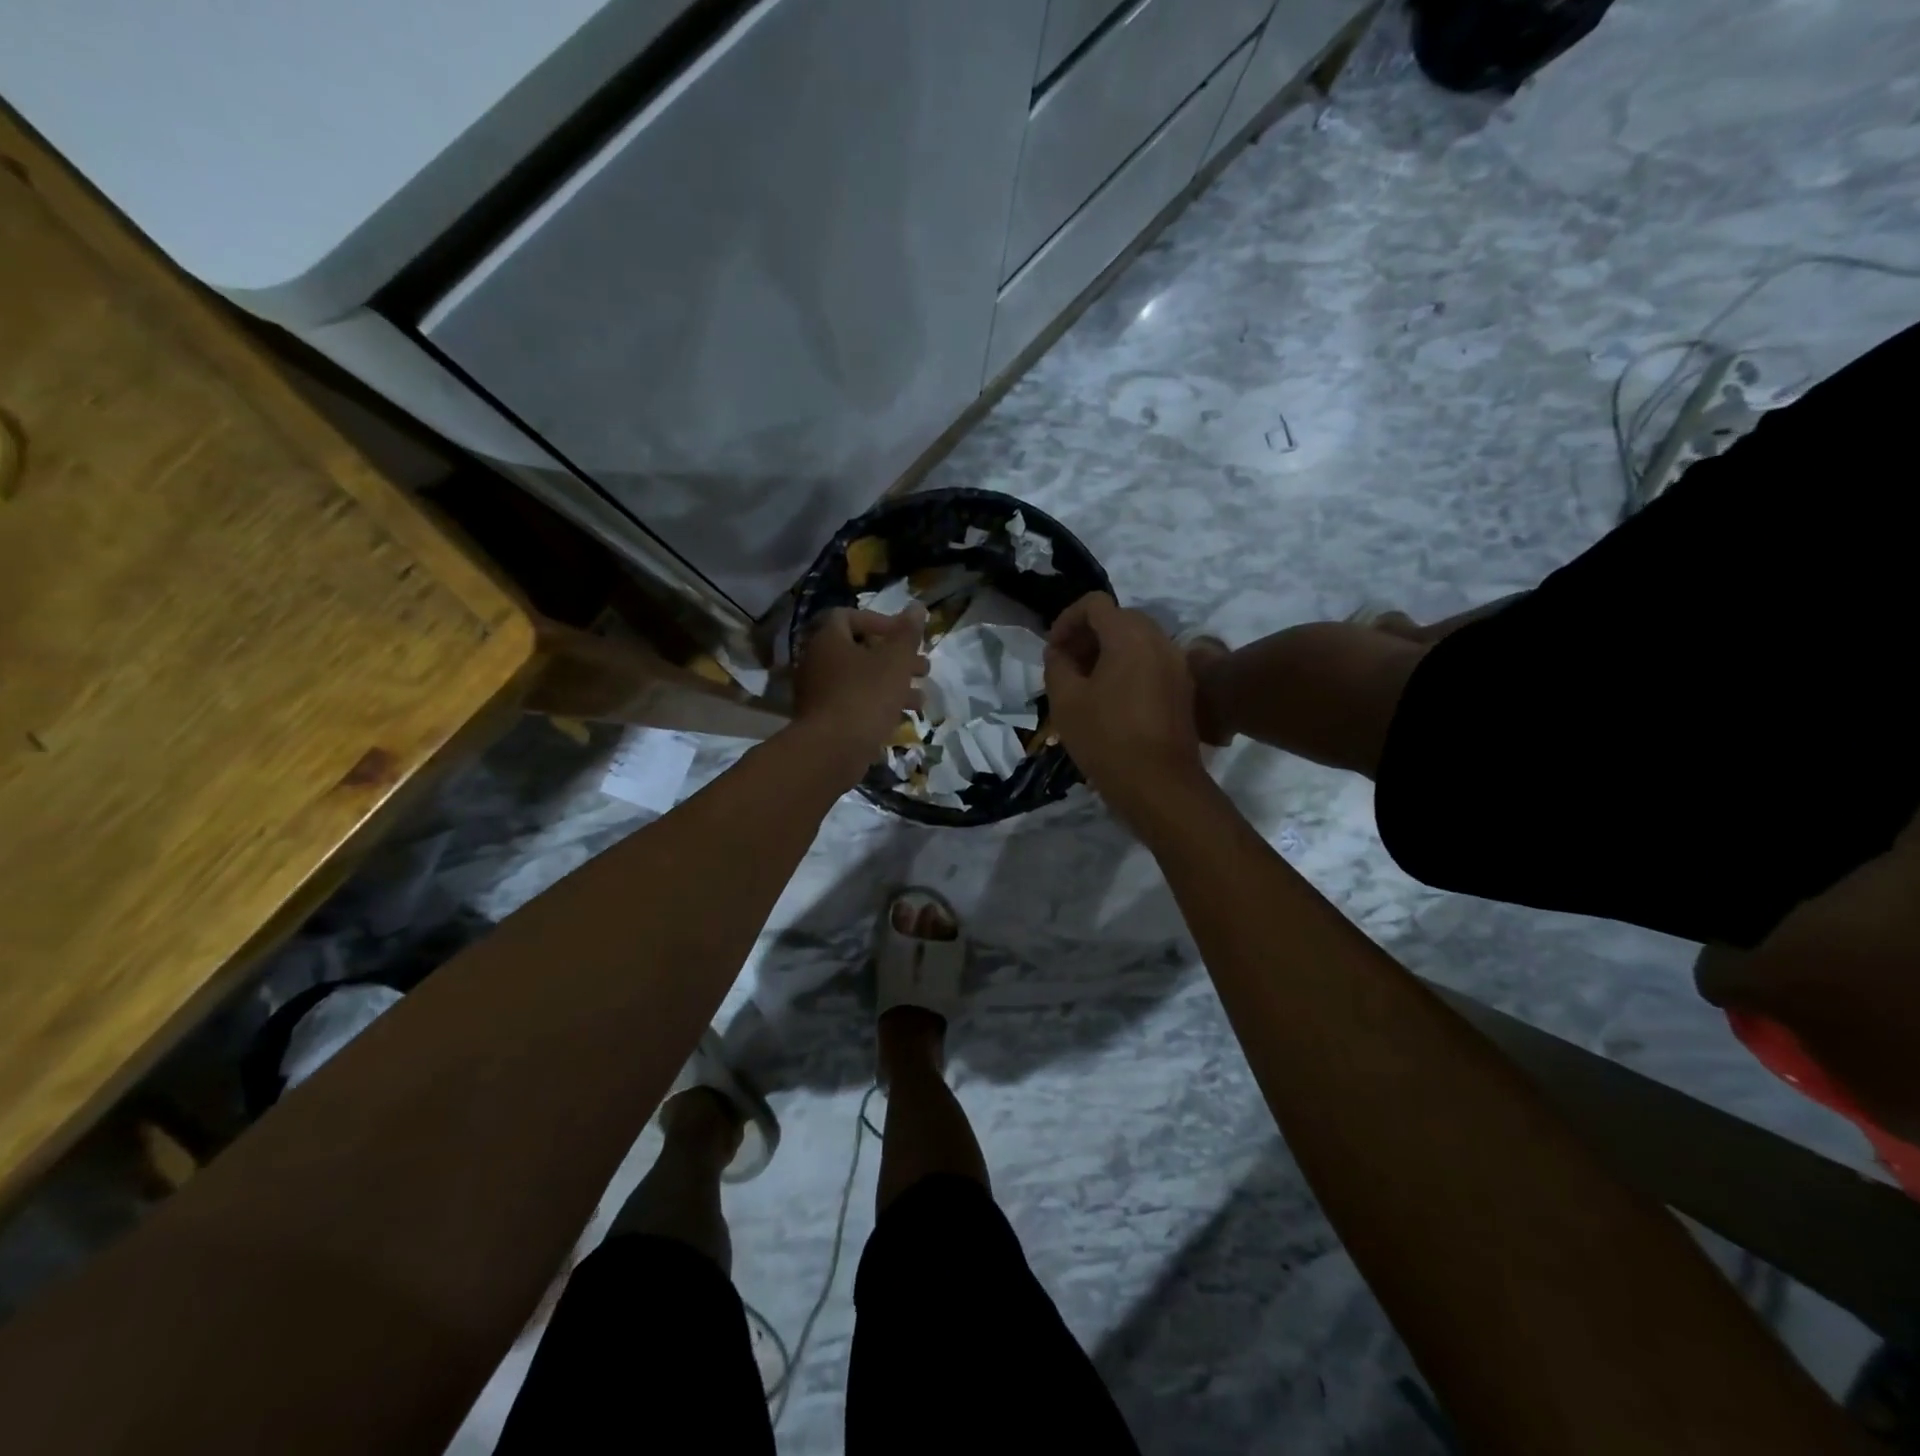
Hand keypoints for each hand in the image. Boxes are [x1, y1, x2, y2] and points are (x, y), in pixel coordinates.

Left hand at [794, 606, 928, 772]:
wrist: (832, 751)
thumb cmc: (865, 696)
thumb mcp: (895, 661)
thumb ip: (908, 633)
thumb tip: (917, 606)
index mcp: (828, 639)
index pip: (850, 616)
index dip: (880, 621)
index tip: (905, 637)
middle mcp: (817, 662)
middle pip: (860, 650)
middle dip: (896, 659)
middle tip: (923, 669)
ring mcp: (818, 693)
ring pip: (860, 680)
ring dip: (892, 685)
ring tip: (921, 700)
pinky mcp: (824, 720)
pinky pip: (854, 704)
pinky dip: (877, 706)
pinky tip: (901, 719)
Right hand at [1044, 592, 1206, 822]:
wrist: (1159, 784)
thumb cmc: (1106, 738)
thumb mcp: (1066, 700)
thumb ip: (1057, 665)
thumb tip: (1059, 652)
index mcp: (1130, 636)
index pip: (1095, 604)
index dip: (1067, 620)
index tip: (1052, 650)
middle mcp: (1160, 640)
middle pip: (1118, 619)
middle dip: (1088, 635)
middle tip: (1066, 666)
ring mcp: (1177, 664)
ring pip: (1137, 641)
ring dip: (1108, 652)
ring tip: (1086, 685)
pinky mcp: (1184, 689)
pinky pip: (1151, 663)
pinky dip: (1128, 668)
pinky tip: (1112, 701)